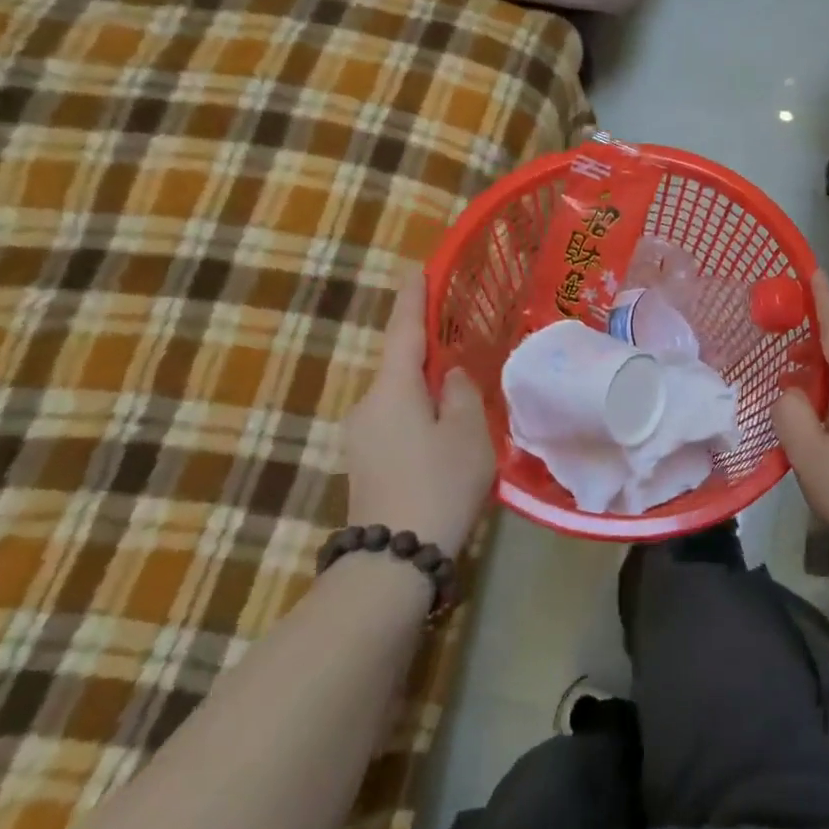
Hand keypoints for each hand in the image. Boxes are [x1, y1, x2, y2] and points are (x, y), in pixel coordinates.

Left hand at [341, 267, 495, 555]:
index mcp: (392, 389)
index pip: (404, 331)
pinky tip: (445, 439)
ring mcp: (361, 438)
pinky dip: (420, 418)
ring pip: (400, 399)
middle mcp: (367, 405)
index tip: (416, 268)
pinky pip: (396, 424)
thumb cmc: (439, 483)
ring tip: (464, 405)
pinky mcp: (364, 464)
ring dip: (427, 393)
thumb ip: (460, 392)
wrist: (394, 559)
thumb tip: (449, 376)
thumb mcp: (467, 431)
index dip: (413, 298)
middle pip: (401, 367)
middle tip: (464, 351)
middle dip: (429, 356)